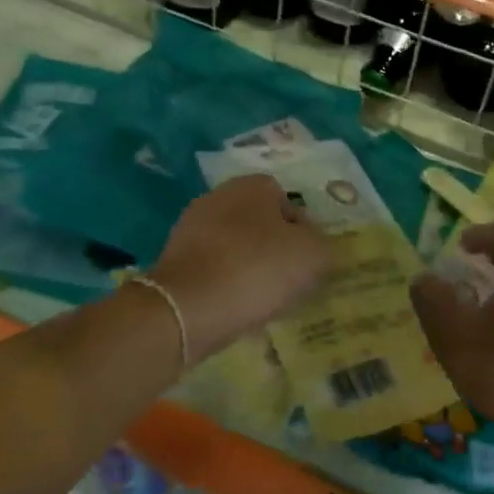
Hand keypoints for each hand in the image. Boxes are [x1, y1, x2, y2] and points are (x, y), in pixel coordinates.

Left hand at [151, 175, 332, 356]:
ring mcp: (191, 226)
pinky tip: (233, 307)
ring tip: (261, 300)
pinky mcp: (173, 258)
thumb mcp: (312, 256)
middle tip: (287, 281)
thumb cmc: (257, 269)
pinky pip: (212, 268)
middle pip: (258, 222)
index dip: (301, 231)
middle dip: (273, 248)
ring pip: (234, 246)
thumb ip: (321, 244)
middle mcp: (219, 196)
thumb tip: (310, 244)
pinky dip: (224, 284)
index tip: (306, 261)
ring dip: (248, 267)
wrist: (188, 308)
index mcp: (253, 185)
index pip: (287, 201)